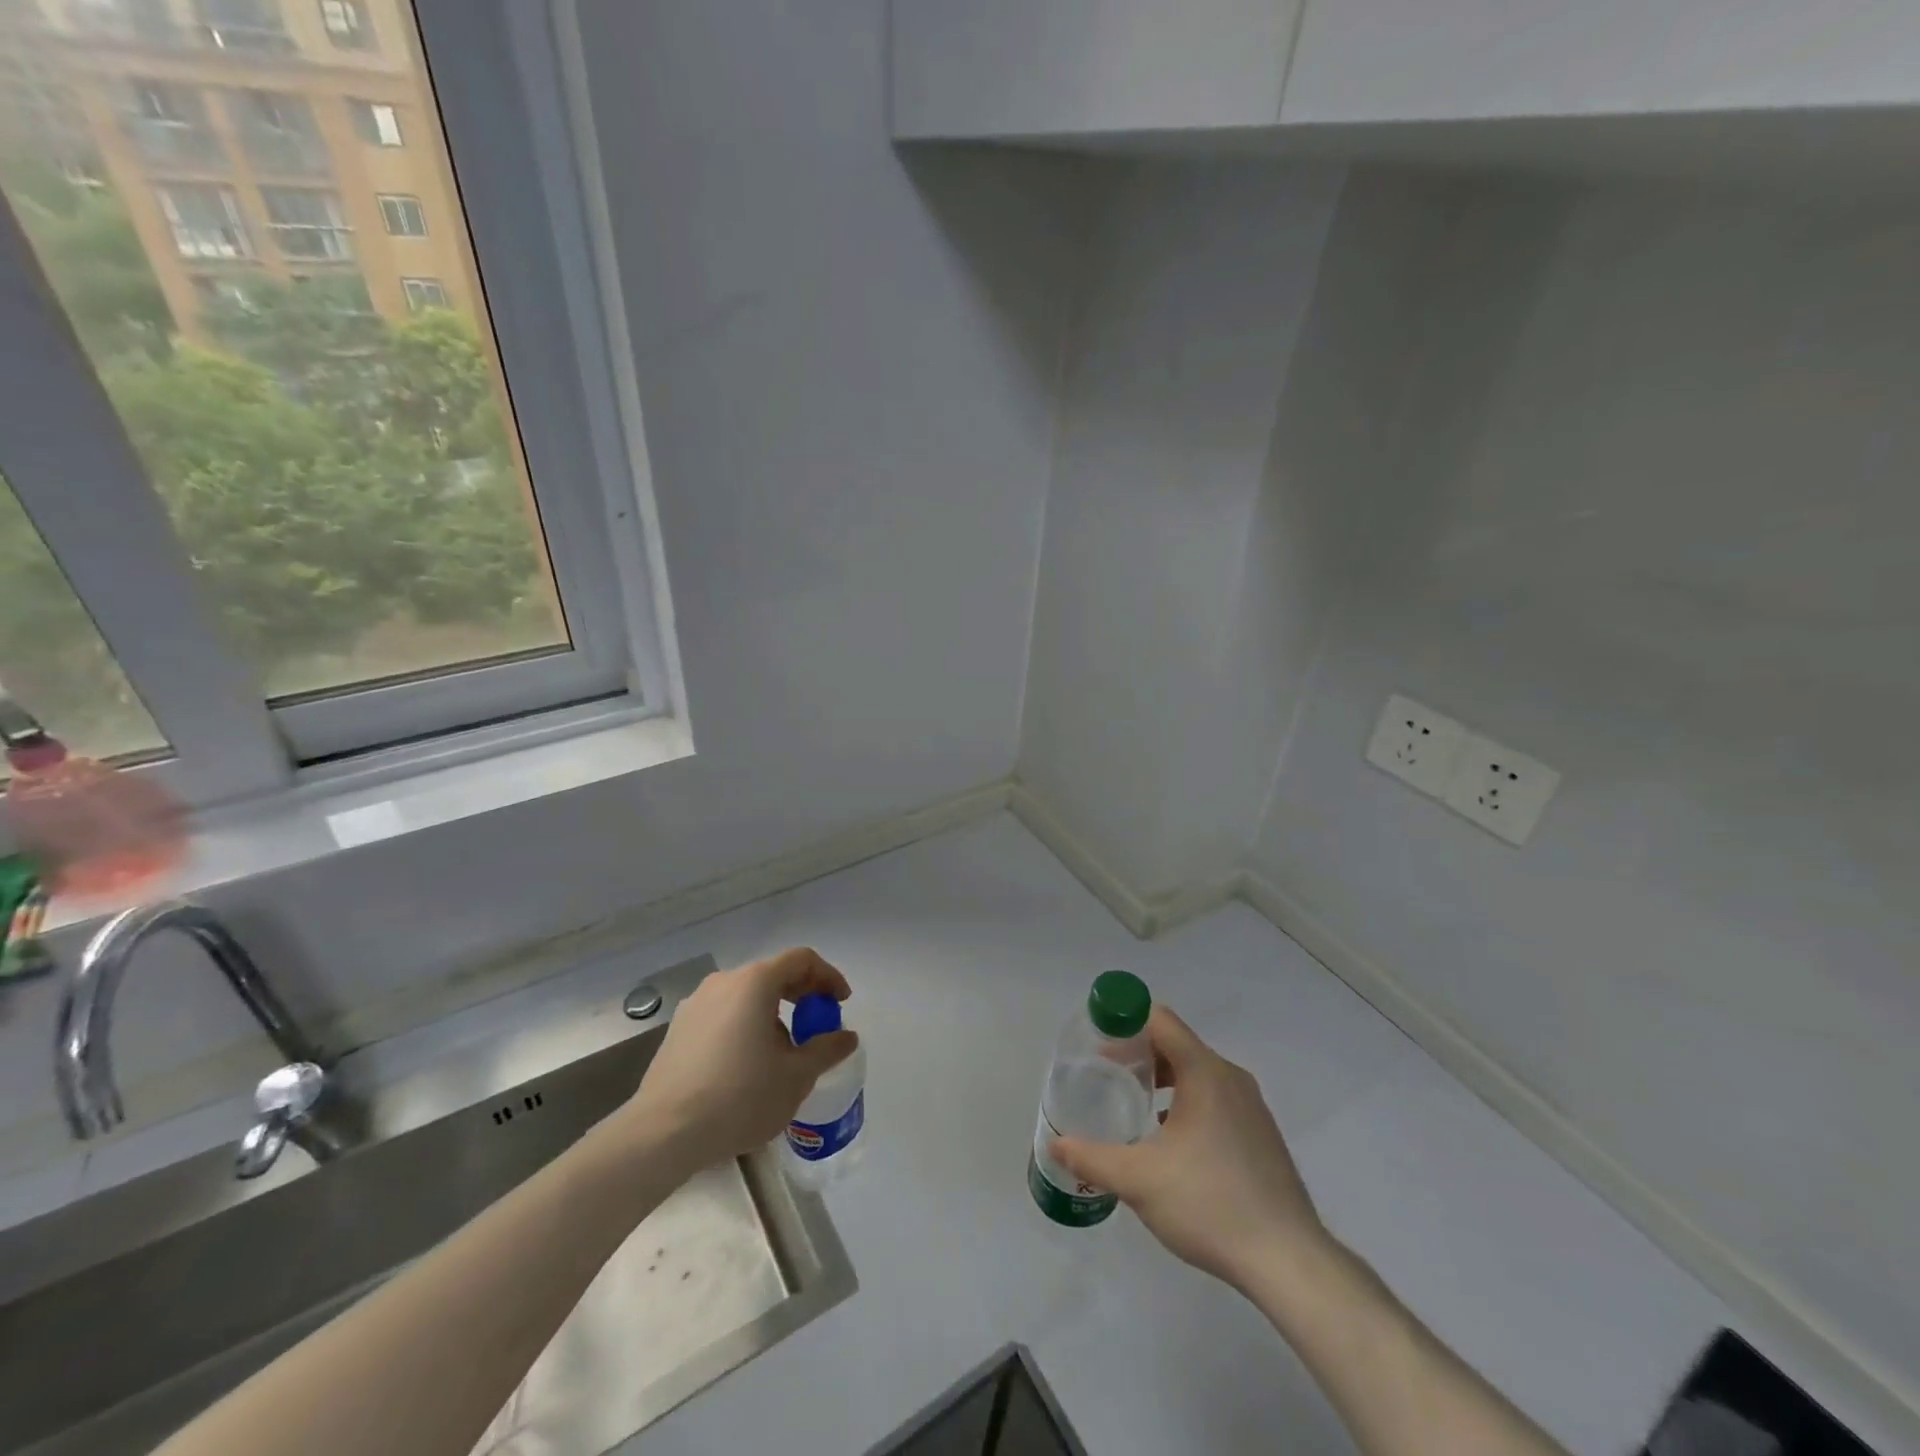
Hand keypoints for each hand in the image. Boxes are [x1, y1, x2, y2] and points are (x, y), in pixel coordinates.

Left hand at [623, 947, 858, 1165]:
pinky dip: (746, 1026)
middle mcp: (724, 982)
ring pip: (747, 996)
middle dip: (802, 995)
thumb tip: (846, 1036)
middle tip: (818, 1025)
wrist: (663, 1133)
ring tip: (784, 1051)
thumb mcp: (796, 1076)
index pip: (802, 960)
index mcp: (755, 982)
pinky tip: (748, 1064)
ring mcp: (696, 1004)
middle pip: (773, 975)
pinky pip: (724, 1015)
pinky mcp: (678, 1030)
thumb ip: (826, 1049)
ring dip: (773, 1013)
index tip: (841, 1003)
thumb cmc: (739, 1096)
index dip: (828, 976)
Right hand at [1052, 1006, 1327, 1291]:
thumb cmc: (1210, 1204)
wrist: (1289, 1261)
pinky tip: (1170, 1141)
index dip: (1125, 1022)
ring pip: (1197, 1073)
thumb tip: (1055, 1145)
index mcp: (1204, 1072)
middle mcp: (1230, 1078)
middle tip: (1106, 1075)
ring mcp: (1251, 1106)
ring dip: (1163, 1079)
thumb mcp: (1138, 1180)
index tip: (1097, 1042)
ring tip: (1134, 1105)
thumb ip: (1092, 1158)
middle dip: (1139, 1053)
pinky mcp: (1261, 1134)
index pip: (1160, 1020)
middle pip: (1177, 1044)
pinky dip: (1187, 1102)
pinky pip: (1216, 1098)